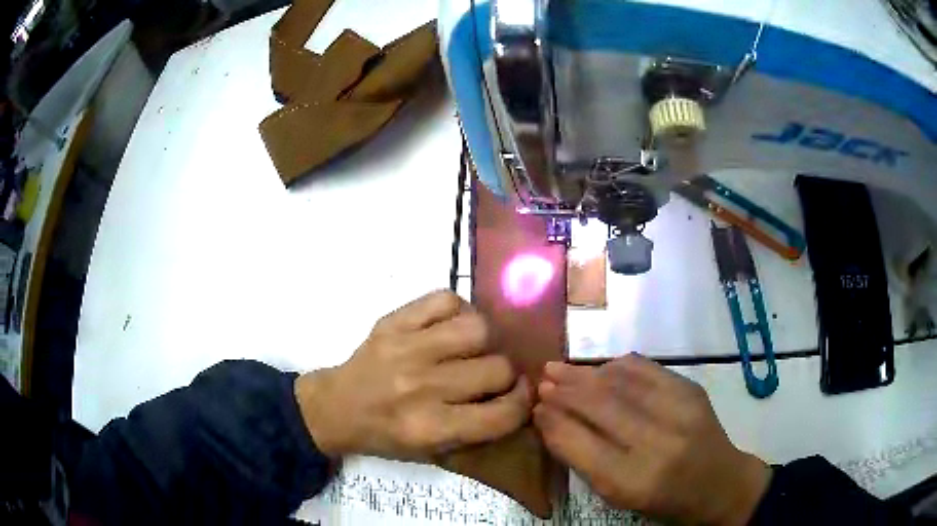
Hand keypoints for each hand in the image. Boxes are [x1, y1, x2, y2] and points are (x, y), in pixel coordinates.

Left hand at [295, 290, 531, 460]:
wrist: (336, 407)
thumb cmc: (386, 435)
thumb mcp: (432, 451)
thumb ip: (477, 428)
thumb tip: (518, 394)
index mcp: (431, 428)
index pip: (503, 414)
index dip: (523, 403)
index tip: (521, 396)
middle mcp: (422, 388)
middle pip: (497, 368)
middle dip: (505, 375)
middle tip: (493, 376)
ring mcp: (406, 349)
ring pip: (479, 329)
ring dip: (486, 340)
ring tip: (474, 348)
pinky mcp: (393, 322)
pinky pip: (446, 300)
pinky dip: (458, 310)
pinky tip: (452, 327)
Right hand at [533, 355, 770, 525]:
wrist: (719, 483)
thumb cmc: (663, 501)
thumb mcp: (618, 497)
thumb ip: (584, 461)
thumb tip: (551, 421)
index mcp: (633, 481)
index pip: (580, 444)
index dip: (553, 423)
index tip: (534, 409)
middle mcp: (657, 443)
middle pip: (600, 406)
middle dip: (564, 391)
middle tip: (541, 382)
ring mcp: (679, 411)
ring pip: (620, 381)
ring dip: (584, 373)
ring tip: (560, 368)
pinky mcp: (691, 390)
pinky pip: (645, 368)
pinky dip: (616, 365)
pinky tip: (600, 368)